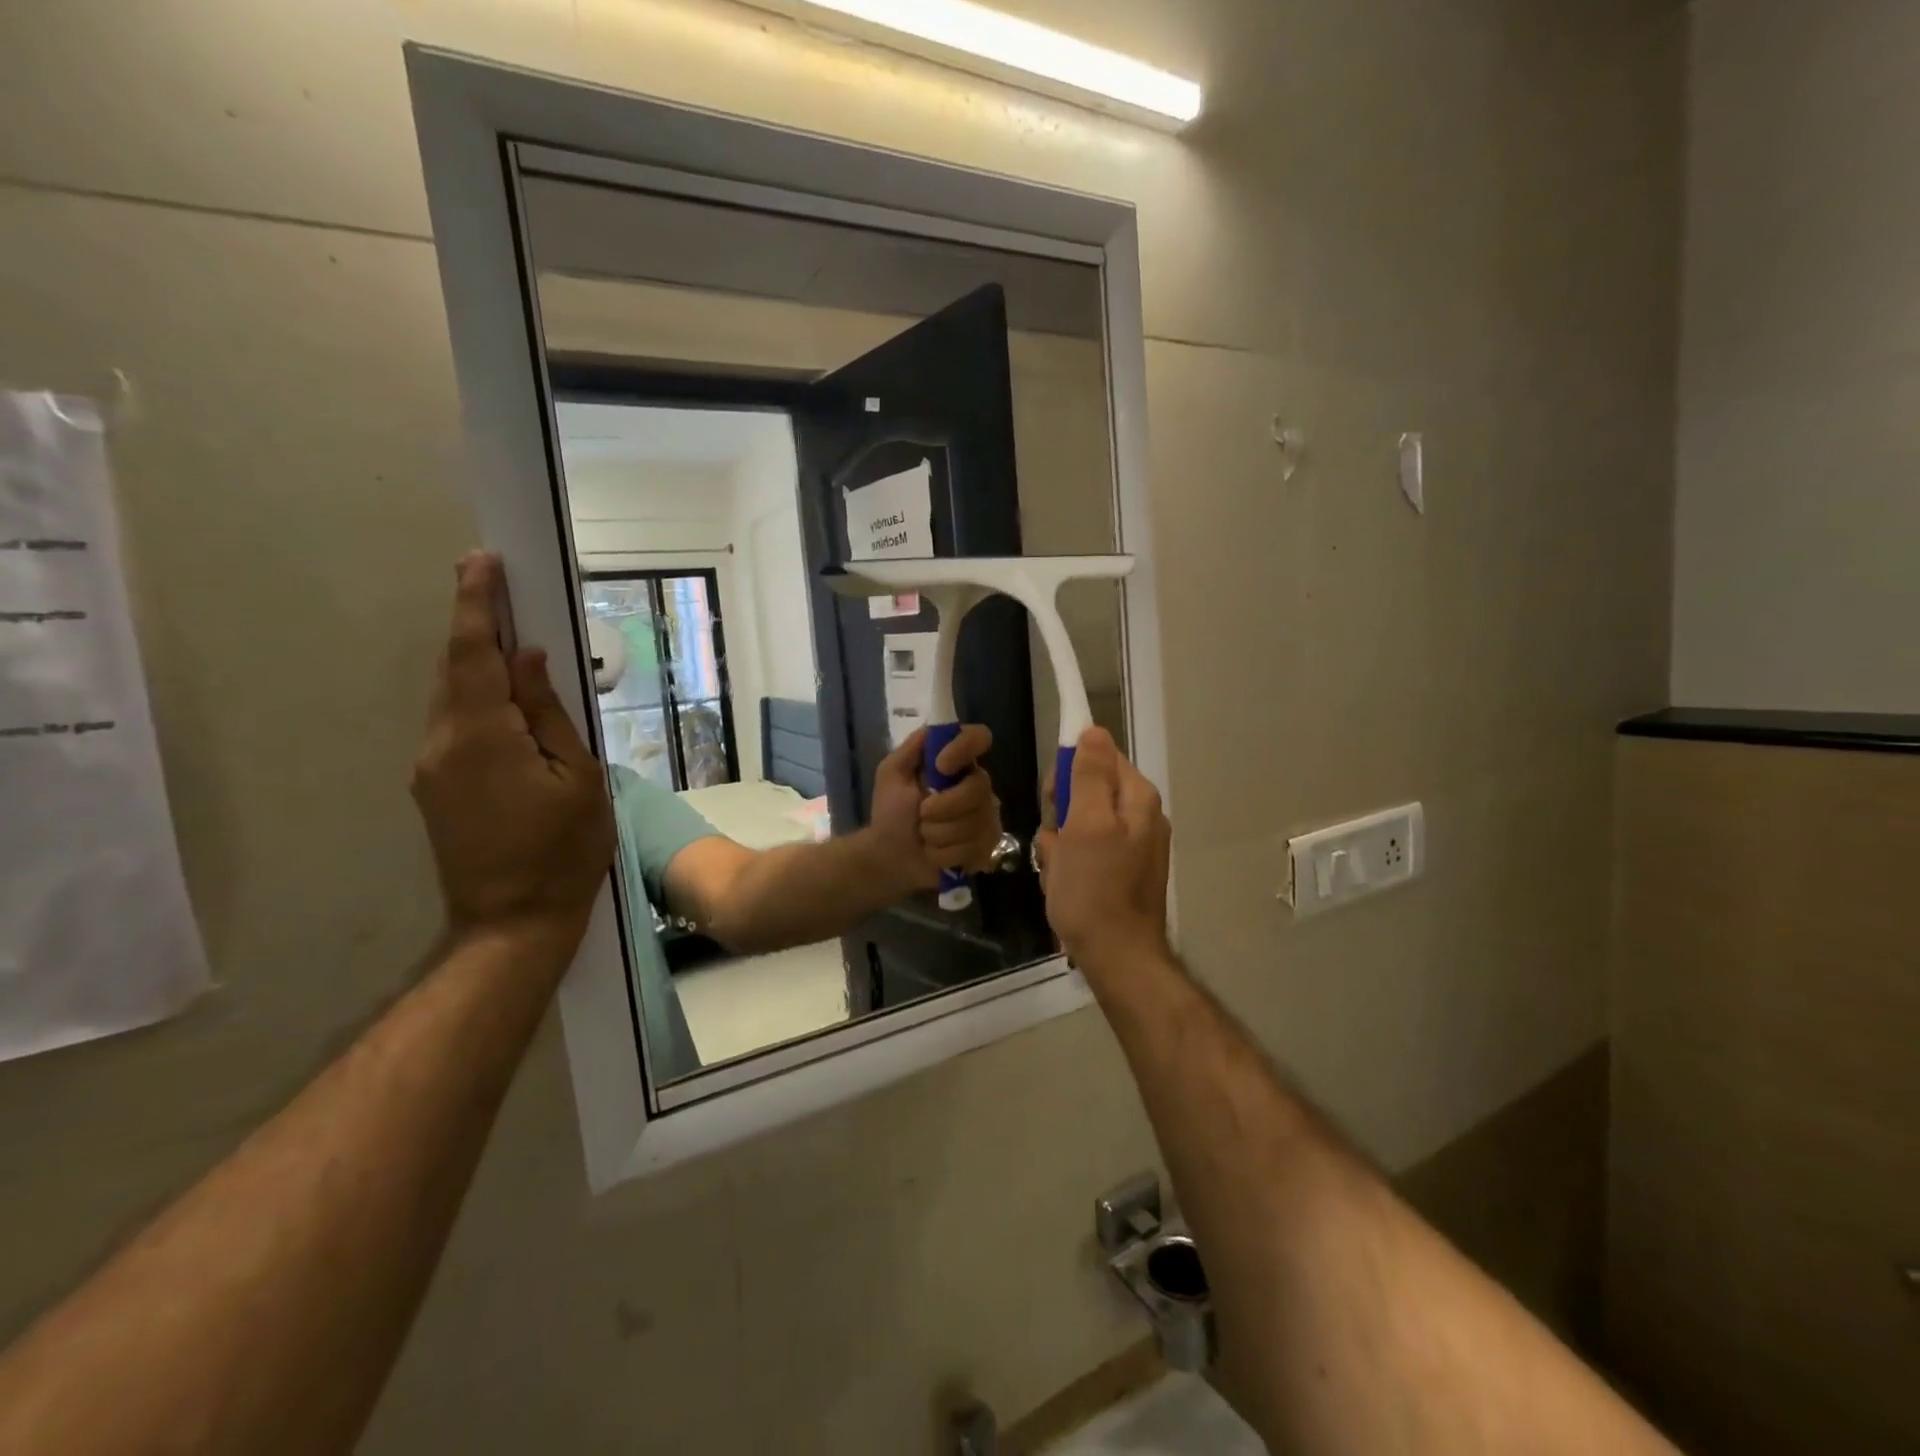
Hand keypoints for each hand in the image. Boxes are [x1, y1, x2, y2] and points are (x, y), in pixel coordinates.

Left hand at [411, 553, 615, 946]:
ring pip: (452, 698)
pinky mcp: (434, 788)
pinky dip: (476, 699)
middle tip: (496, 586)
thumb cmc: (564, 849)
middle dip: (473, 624)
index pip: (474, 654)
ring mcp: (431, 768)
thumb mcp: (580, 776)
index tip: (483, 561)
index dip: (476, 604)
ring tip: (508, 641)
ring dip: (475, 663)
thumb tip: (528, 659)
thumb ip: (549, 713)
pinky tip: (504, 702)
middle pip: (455, 670)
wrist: (513, 921)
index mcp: (482, 736)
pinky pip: (454, 725)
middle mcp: (442, 743)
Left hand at [867, 725, 1003, 892]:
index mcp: (957, 763)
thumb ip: (911, 749)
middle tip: (921, 814)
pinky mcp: (987, 848)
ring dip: (938, 833)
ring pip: (974, 823)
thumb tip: (934, 728)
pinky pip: (972, 849)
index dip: (964, 748)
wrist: (889, 856)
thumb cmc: (891, 811)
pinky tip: (934, 853)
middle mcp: (978, 786)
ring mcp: (986, 818)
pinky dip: (944, 854)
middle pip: (979, 788)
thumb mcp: (891, 774)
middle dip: (944, 806)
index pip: (979, 737)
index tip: (940, 766)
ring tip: (924, 836)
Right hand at [1036, 728, 1171, 971]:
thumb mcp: (1086, 825)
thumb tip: (1093, 730)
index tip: (1054, 800)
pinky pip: (1084, 854)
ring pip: (1079, 826)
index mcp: (1137, 798)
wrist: (1117, 957)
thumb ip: (1089, 775)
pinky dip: (1068, 867)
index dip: (1068, 773)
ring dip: (1060, 846)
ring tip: (1059, 873)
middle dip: (1061, 815)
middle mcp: (1140, 817)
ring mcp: (1131, 847)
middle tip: (1056, 843)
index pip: (1099, 756)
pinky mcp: (1119, 873)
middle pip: (1086, 791)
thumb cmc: (1095, 889)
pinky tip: (1064, 887)